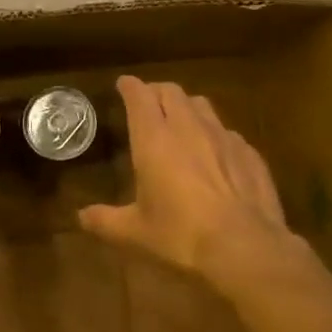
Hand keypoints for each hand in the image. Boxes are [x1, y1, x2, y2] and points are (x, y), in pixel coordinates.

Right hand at [78, 76, 296, 287]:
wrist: (245, 246)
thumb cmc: (180, 235)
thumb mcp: (135, 232)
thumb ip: (106, 220)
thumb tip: (81, 217)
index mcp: (154, 139)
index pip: (140, 96)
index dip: (130, 87)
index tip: (124, 84)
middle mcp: (188, 127)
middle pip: (171, 92)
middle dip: (157, 91)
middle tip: (148, 101)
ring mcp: (223, 136)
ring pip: (202, 105)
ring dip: (187, 107)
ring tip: (181, 120)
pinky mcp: (249, 152)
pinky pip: (227, 132)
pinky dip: (215, 134)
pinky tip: (215, 154)